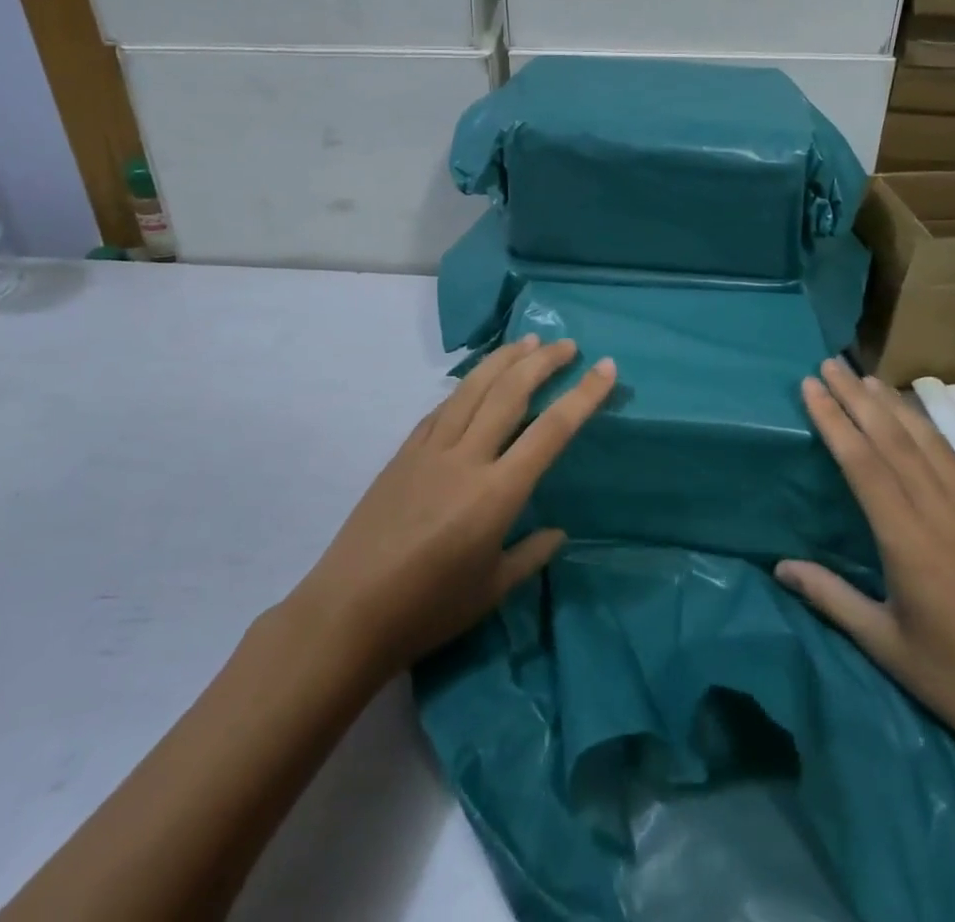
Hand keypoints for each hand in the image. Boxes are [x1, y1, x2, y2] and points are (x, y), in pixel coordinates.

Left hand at [292, 335, 615, 678]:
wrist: (348, 613)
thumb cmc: (428, 610)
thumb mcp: (491, 591)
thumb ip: (530, 555)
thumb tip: (558, 532)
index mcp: (496, 494)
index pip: (551, 431)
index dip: (583, 395)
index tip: (606, 367)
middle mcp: (466, 458)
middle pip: (510, 392)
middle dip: (543, 362)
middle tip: (567, 344)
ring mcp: (430, 449)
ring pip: (473, 388)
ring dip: (504, 359)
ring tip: (528, 341)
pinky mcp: (404, 452)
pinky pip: (442, 407)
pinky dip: (466, 386)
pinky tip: (476, 381)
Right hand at [777, 360, 954, 776]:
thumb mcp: (887, 646)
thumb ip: (831, 598)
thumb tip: (779, 566)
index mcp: (909, 542)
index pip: (862, 463)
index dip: (834, 420)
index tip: (810, 386)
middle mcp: (944, 513)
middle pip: (894, 438)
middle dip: (858, 397)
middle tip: (829, 364)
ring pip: (930, 442)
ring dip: (895, 405)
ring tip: (868, 378)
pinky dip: (933, 433)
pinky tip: (919, 424)